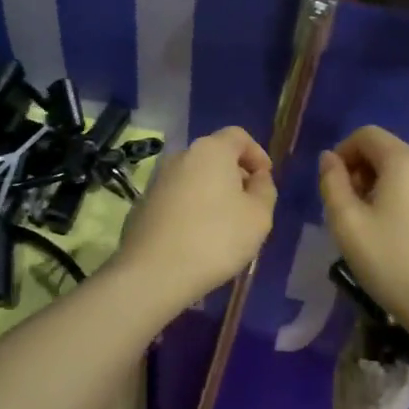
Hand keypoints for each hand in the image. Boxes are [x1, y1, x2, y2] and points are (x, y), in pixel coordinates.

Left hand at [109, 126, 276, 306]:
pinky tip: (197, 237)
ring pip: (194, 178)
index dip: (257, 154)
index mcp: (211, 150)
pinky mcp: (143, 204)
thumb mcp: (259, 216)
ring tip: (224, 225)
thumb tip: (256, 178)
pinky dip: (192, 208)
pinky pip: (177, 198)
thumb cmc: (216, 239)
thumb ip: (264, 190)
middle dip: (235, 175)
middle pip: (215, 156)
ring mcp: (157, 180)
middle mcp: (181, 156)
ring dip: (212, 193)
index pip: (238, 136)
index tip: (265, 180)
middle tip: (248, 205)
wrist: (154, 272)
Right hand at [319, 126, 408, 327]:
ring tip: (376, 229)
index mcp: (406, 161)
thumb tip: (329, 158)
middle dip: (364, 173)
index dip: (343, 153)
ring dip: (387, 190)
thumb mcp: (347, 224)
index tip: (333, 186)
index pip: (366, 135)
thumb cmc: (393, 263)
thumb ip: (332, 183)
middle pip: (389, 153)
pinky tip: (407, 243)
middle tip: (350, 212)